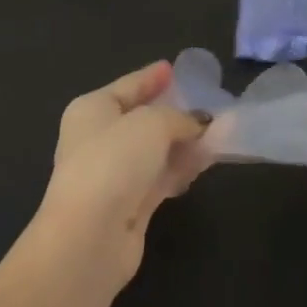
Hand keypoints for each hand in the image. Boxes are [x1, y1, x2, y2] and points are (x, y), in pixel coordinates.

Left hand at [39, 61, 208, 282]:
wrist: (89, 238)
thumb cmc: (114, 161)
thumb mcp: (153, 123)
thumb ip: (179, 118)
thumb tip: (197, 124)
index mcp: (92, 109)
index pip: (128, 85)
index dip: (151, 76)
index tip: (172, 67)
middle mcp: (97, 140)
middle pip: (141, 119)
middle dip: (173, 113)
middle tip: (205, 104)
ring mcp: (112, 176)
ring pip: (154, 151)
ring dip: (183, 143)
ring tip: (217, 133)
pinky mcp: (128, 208)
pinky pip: (160, 178)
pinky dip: (180, 169)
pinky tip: (205, 163)